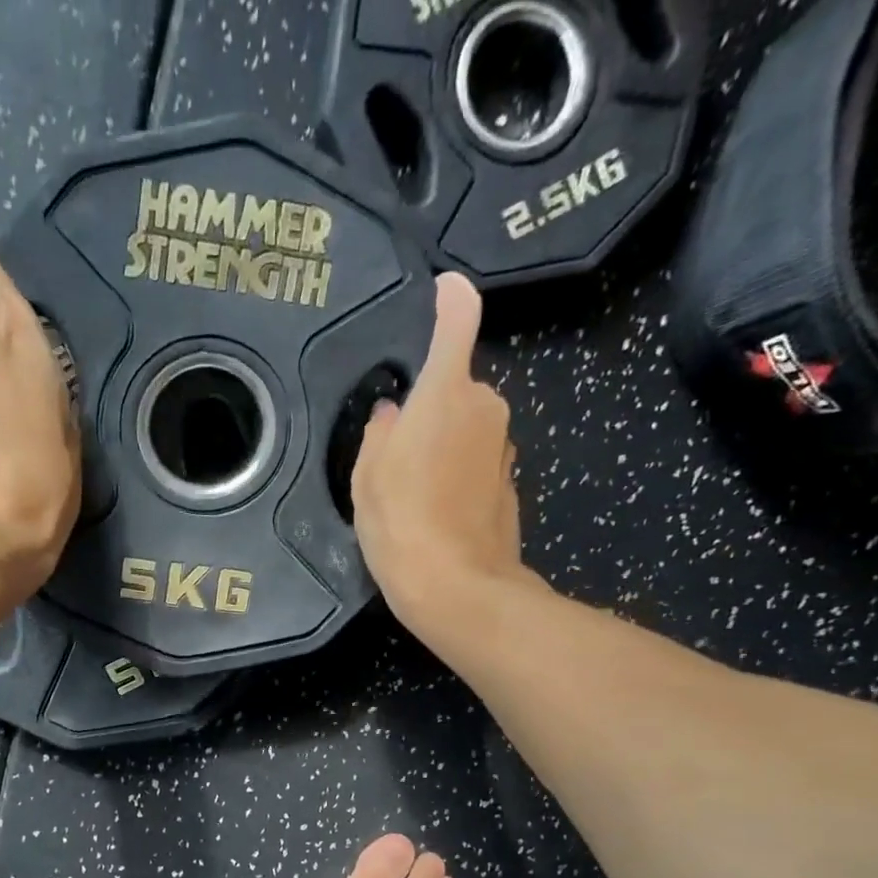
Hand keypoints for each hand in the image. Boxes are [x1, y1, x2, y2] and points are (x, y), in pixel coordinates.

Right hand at [352, 273, 525, 632]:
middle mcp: (485, 407)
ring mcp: (503, 446)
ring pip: (468, 425)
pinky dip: (458, 471)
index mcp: (446, 394)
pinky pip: (477, 458)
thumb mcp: (367, 476)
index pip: (457, 322)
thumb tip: (393, 416)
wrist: (457, 587)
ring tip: (412, 489)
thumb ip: (380, 432)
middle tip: (394, 451)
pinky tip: (436, 508)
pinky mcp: (510, 481)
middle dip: (430, 404)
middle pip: (456, 386)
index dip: (450, 298)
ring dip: (443, 441)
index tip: (442, 289)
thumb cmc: (401, 523)